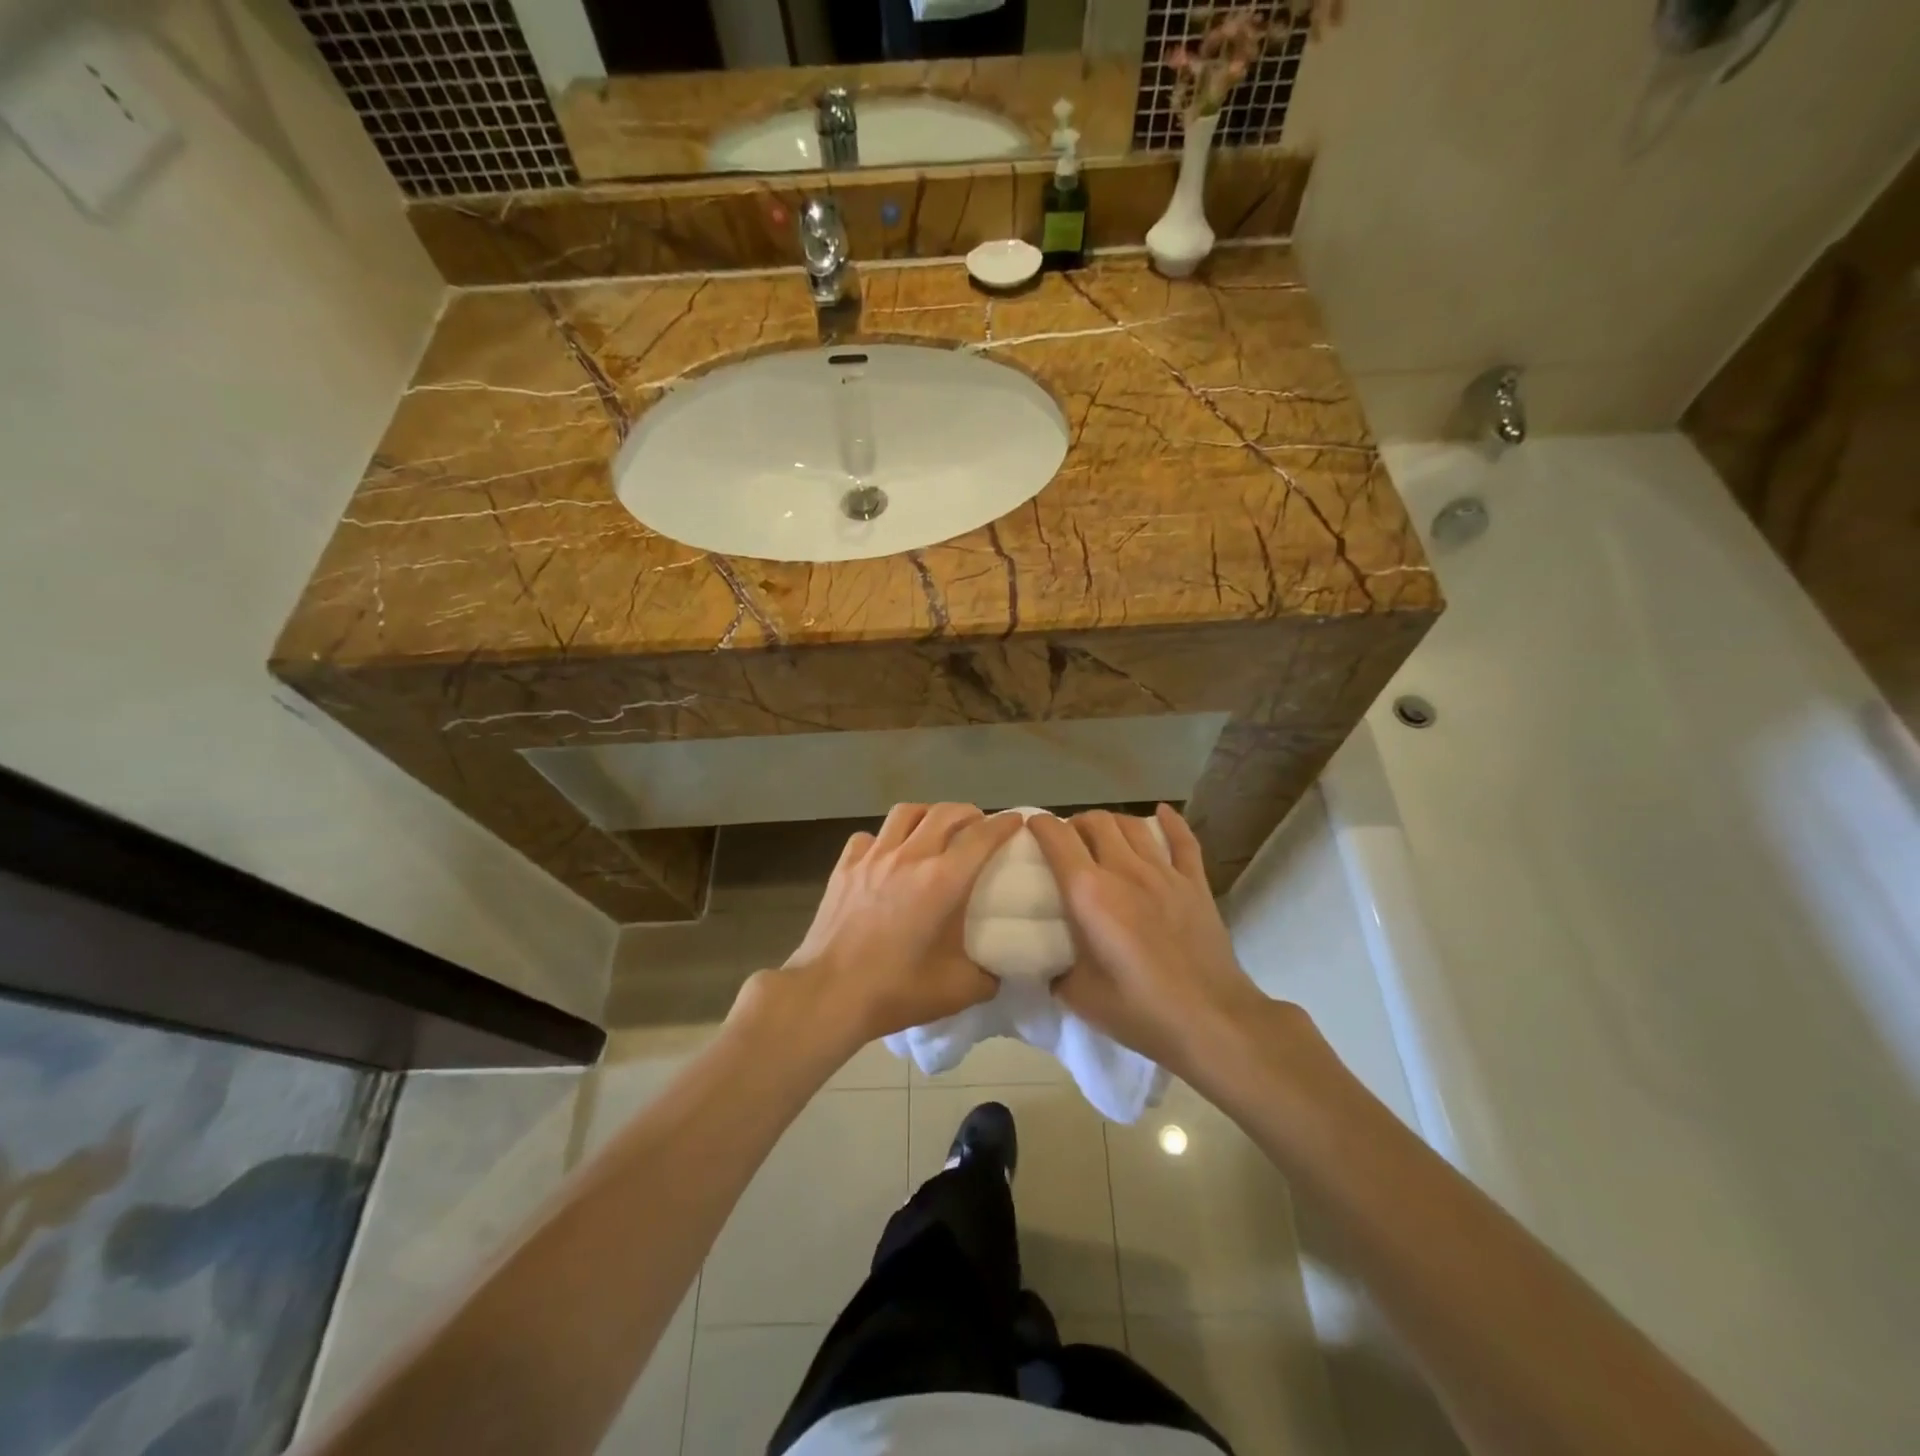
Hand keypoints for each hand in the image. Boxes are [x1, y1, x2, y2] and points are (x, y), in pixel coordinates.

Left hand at [768, 803, 1023, 1049]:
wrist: (829, 995)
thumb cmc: (896, 990)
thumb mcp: (958, 991)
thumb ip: (988, 976)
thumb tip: (998, 970)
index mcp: (943, 880)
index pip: (982, 837)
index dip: (1004, 824)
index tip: (1016, 821)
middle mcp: (910, 857)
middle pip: (945, 812)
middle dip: (969, 813)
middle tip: (978, 826)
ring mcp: (873, 858)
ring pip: (906, 813)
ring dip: (928, 815)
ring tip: (935, 830)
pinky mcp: (844, 867)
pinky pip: (868, 837)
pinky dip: (883, 839)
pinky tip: (886, 856)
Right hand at [1030, 805, 1267, 1079]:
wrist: (1210, 1021)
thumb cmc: (1139, 1010)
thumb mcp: (1078, 996)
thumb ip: (1057, 970)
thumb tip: (1051, 963)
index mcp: (1089, 893)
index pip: (1057, 839)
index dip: (1040, 826)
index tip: (1031, 827)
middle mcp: (1124, 870)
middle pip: (1096, 822)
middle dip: (1076, 823)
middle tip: (1068, 840)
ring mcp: (1164, 873)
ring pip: (1133, 825)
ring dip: (1112, 822)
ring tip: (1104, 834)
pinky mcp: (1195, 884)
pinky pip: (1183, 840)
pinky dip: (1170, 822)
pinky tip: (1162, 813)